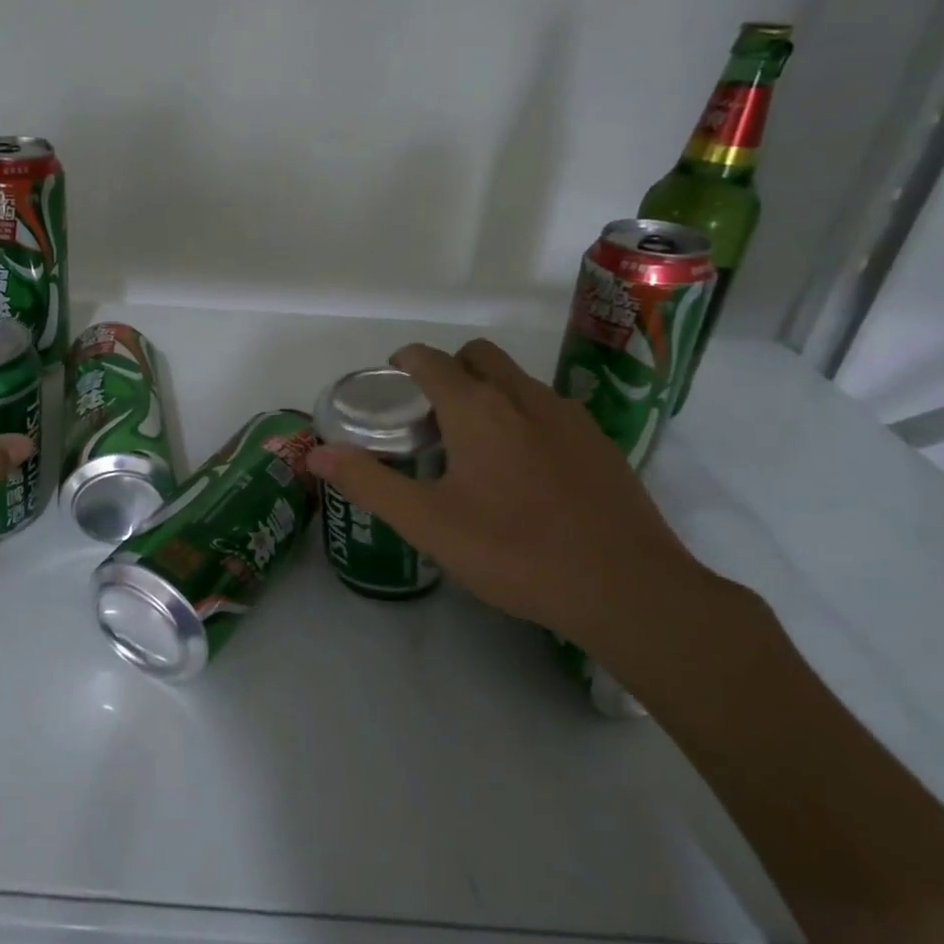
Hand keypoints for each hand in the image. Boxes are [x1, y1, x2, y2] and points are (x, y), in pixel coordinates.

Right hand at [306, 338, 706, 647]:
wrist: (626, 588)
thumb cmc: (514, 551)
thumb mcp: (427, 523)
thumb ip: (368, 482)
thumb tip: (317, 453)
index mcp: (476, 408)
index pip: (430, 359)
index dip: (404, 363)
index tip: (391, 387)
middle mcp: (523, 396)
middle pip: (477, 355)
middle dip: (448, 369)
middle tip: (430, 415)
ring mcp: (568, 416)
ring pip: (517, 380)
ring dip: (488, 391)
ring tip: (474, 445)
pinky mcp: (600, 442)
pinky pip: (549, 408)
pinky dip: (524, 416)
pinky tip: (525, 471)